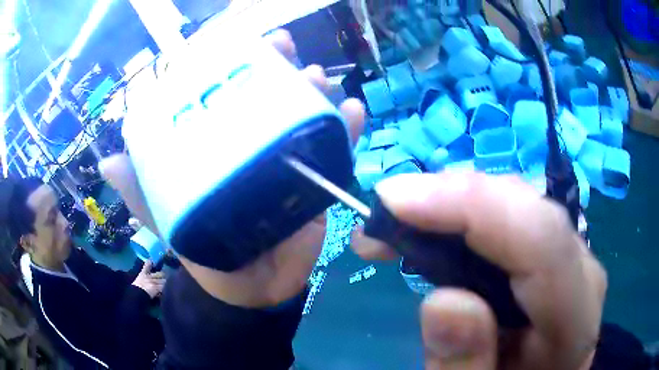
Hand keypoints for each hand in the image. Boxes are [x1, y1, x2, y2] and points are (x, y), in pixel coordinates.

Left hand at [101, 29, 364, 307]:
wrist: (249, 288)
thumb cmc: (206, 252)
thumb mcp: (168, 219)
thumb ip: (141, 194)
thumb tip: (106, 163)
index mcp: (220, 147)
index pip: (229, 96)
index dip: (236, 66)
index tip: (244, 44)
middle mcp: (255, 146)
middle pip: (271, 97)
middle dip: (280, 67)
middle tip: (286, 48)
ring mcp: (290, 162)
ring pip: (306, 116)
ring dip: (315, 92)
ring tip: (318, 78)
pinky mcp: (317, 182)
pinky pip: (337, 152)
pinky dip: (346, 130)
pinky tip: (353, 111)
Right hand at [352, 172, 606, 369]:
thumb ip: (463, 367)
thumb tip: (445, 301)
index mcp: (573, 325)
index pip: (542, 241)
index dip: (472, 205)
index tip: (395, 202)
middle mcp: (580, 279)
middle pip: (527, 212)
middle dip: (451, 202)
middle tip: (383, 220)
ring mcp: (568, 263)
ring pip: (518, 207)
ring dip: (454, 208)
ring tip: (397, 228)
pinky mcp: (550, 260)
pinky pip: (512, 222)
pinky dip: (467, 220)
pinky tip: (433, 234)